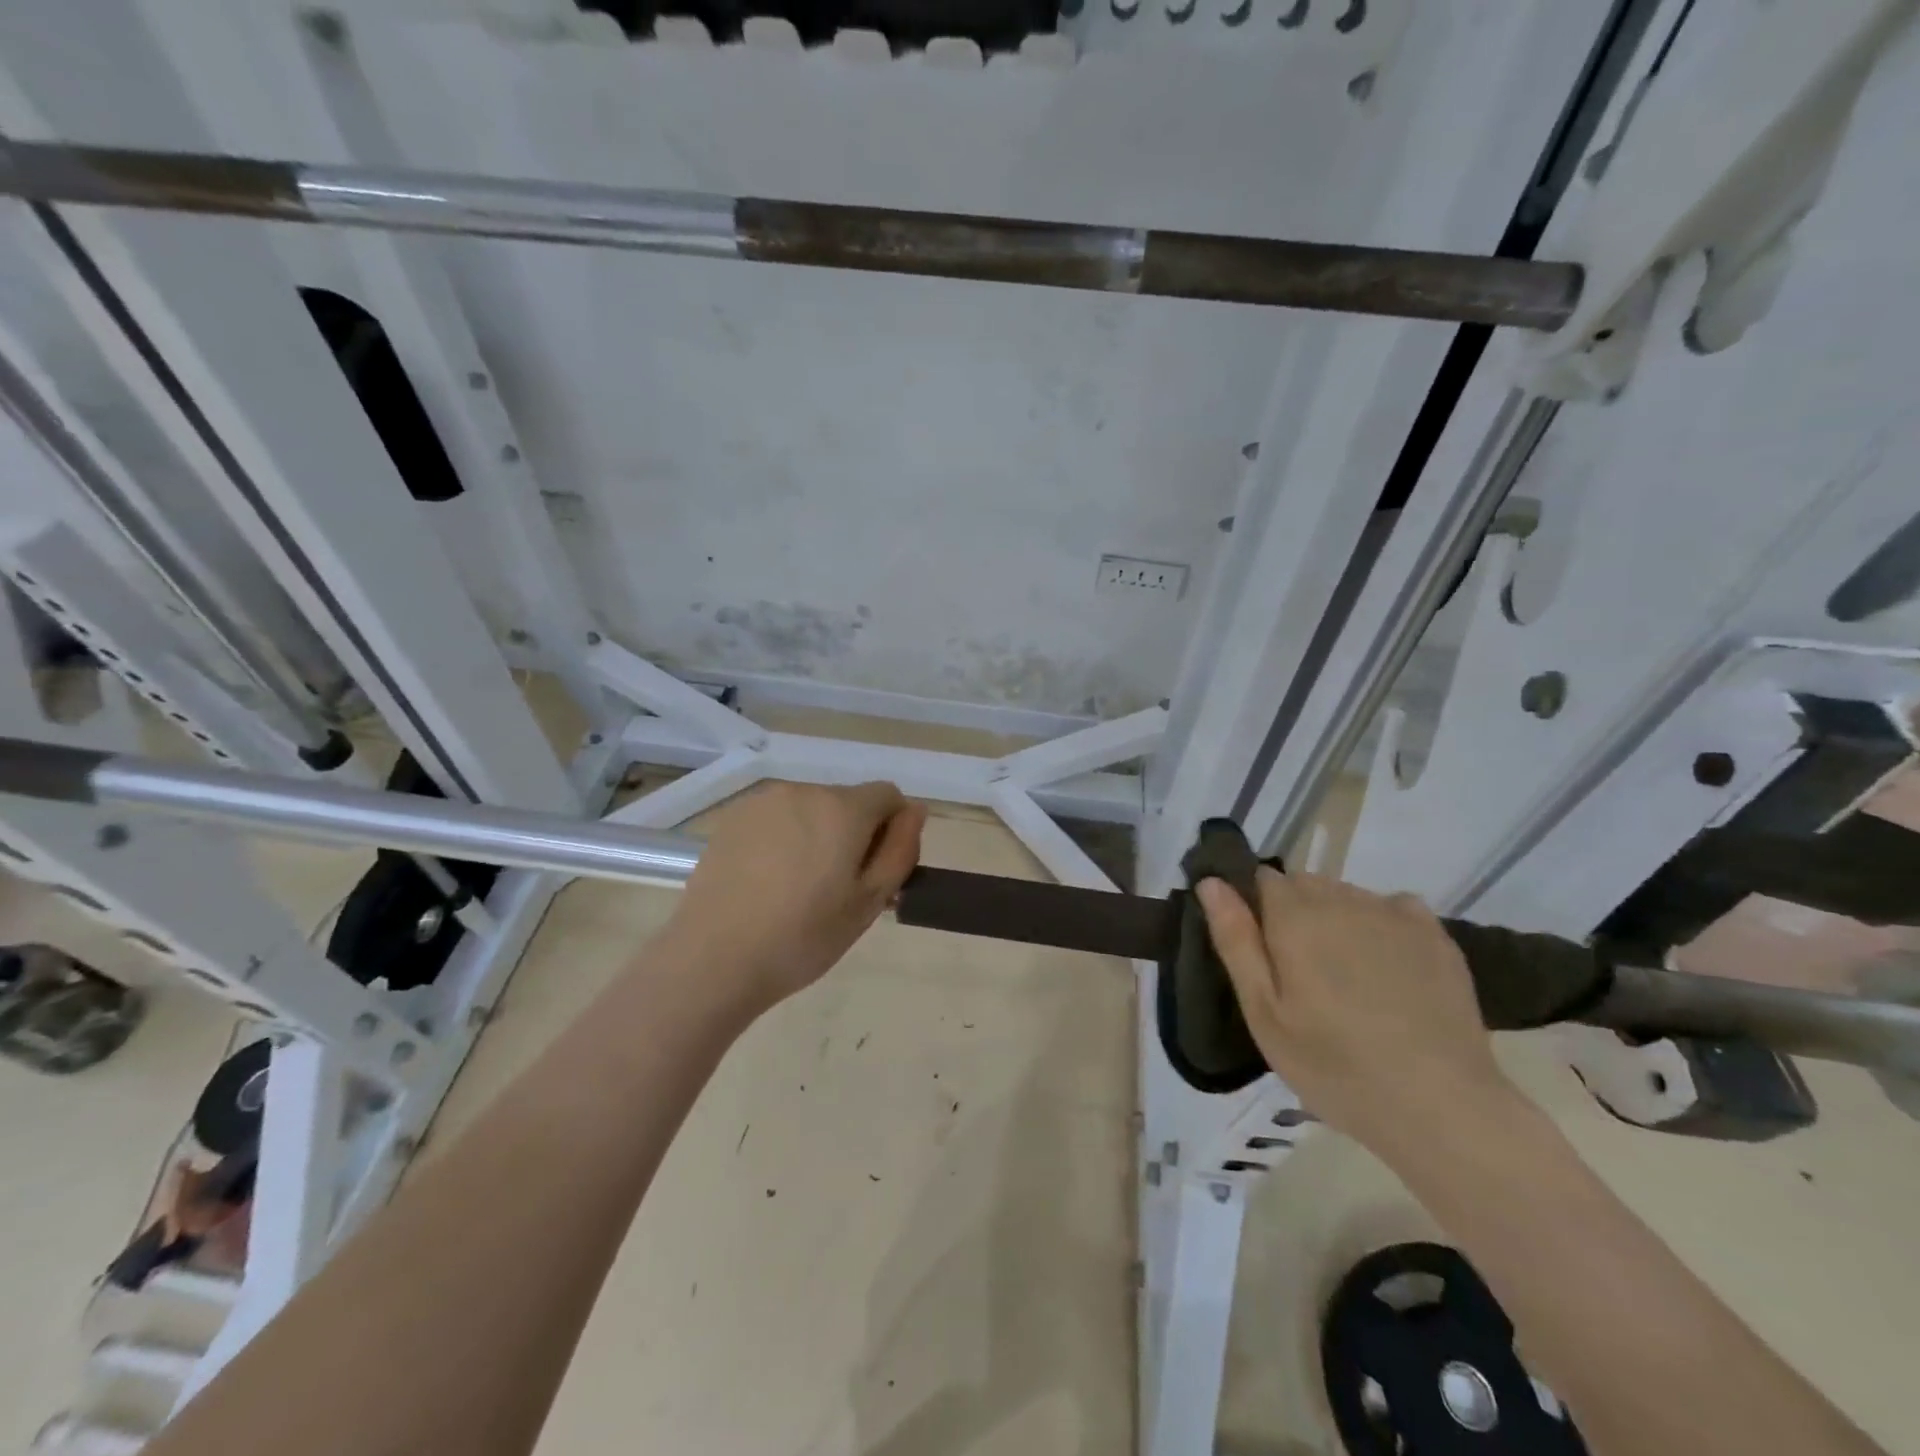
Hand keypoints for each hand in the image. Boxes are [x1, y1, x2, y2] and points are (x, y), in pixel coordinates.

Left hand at [670, 780, 925, 1015]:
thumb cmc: (802, 937)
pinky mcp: (732, 818)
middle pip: (847, 801)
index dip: (892, 830)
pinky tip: (766, 881)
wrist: (713, 959)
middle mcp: (804, 791)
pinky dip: (783, 838)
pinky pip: (776, 818)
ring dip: (817, 834)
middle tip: (837, 889)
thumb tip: (915, 810)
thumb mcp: (869, 902)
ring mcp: (763, 802)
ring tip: (797, 887)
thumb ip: (900, 850)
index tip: (875, 872)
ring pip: (810, 809)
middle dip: (853, 833)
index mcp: (842, 809)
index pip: (888, 795)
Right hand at [1195, 869, 1514, 1151]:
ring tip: (1345, 978)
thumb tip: (1210, 882)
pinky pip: (1393, 907)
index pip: (1261, 879)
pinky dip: (1382, 925)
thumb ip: (1235, 940)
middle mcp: (1341, 899)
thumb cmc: (1334, 1066)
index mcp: (1294, 916)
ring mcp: (1392, 913)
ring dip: (1335, 920)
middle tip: (1300, 975)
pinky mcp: (1434, 935)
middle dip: (1294, 914)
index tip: (1261, 951)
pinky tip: (1387, 966)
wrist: (1441, 1107)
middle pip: (1304, 885)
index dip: (1255, 908)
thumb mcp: (1264, 1013)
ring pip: (1346, 896)